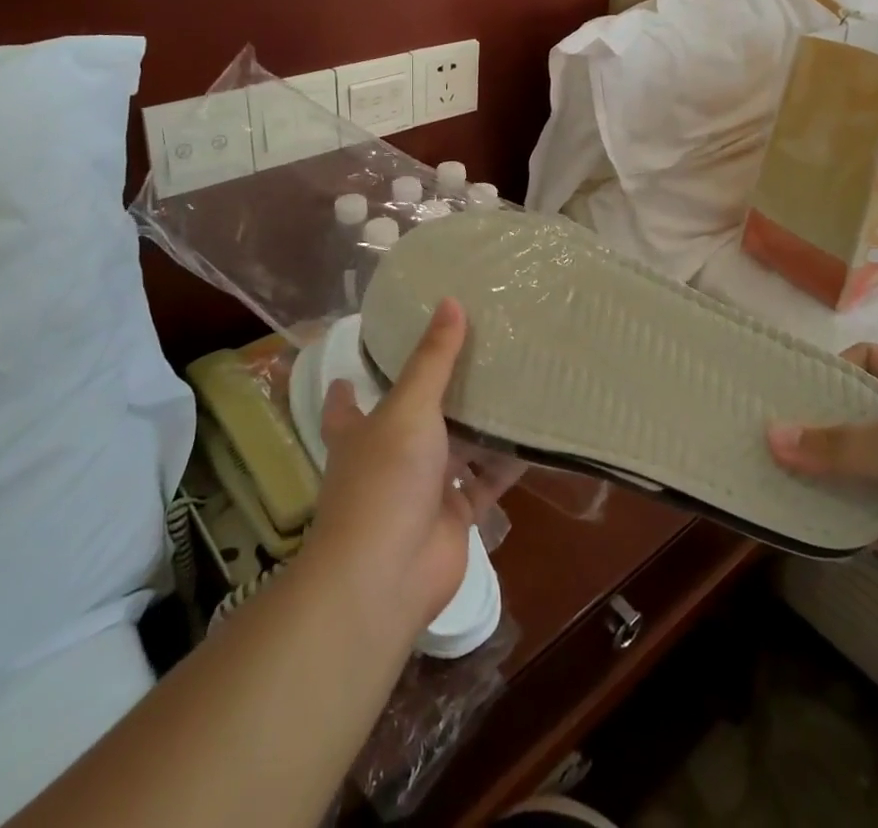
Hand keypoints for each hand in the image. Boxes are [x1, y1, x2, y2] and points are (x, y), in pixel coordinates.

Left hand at [304, 299, 509, 635]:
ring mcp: (421, 489)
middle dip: (435, 393)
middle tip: (468, 353)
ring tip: (509, 382)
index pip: (346, 402)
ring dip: (477, 425)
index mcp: (361, 432)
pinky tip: (531, 435)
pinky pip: (485, 481)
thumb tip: (450, 300)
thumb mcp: (409, 407)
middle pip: (411, 419)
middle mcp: (388, 457)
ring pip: (453, 448)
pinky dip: (505, 463)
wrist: (386, 576)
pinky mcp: (453, 515)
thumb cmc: (385, 479)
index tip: (359, 358)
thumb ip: (433, 358)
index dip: (349, 384)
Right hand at [767, 344, 877, 652]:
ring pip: (849, 470)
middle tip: (760, 425)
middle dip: (811, 421)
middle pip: (854, 417)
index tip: (797, 384)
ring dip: (813, 472)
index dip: (838, 364)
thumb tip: (771, 435)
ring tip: (761, 467)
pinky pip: (854, 517)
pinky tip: (789, 513)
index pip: (875, 363)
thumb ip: (836, 443)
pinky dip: (825, 515)